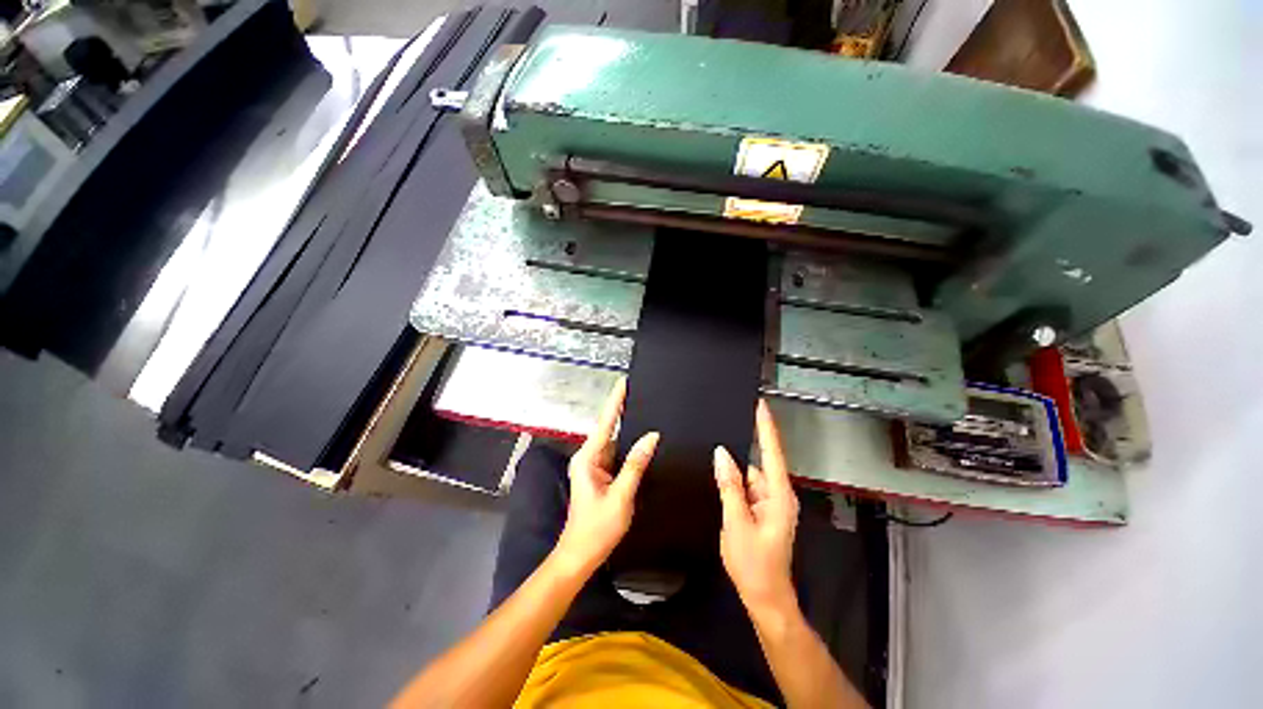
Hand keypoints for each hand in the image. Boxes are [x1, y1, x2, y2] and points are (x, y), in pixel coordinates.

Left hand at [553, 378, 659, 576]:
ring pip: (614, 441)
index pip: (606, 422)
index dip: (615, 401)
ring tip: (644, 409)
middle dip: (623, 409)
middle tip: (639, 391)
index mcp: (588, 458)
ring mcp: (593, 466)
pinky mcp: (600, 474)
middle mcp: (588, 457)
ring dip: (627, 427)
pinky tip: (640, 440)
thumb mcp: (621, 496)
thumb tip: (651, 436)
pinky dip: (628, 445)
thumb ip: (636, 464)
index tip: (624, 382)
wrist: (579, 555)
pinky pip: (616, 454)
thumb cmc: (597, 528)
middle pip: (609, 428)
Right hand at [713, 400, 799, 616]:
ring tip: (713, 468)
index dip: (766, 426)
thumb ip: (730, 485)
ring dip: (734, 475)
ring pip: (749, 478)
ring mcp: (770, 504)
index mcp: (779, 495)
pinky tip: (720, 485)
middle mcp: (778, 495)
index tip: (760, 405)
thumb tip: (722, 454)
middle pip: (757, 465)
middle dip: (739, 454)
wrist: (764, 597)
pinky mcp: (762, 511)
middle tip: (719, 437)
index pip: (773, 452)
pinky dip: (734, 486)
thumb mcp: (736, 522)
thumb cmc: (754, 564)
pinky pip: (746, 489)